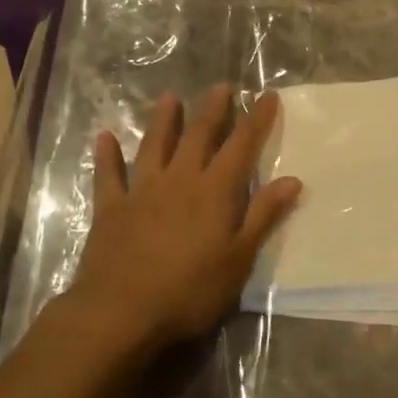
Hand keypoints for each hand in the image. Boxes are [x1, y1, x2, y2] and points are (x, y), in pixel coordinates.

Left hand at [66, 86, 301, 355]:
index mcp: (214, 191)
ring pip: (154, 145)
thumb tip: (293, 179)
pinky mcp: (111, 208)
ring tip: (169, 98)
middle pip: (198, 135)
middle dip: (213, 109)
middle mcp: (179, 179)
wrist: (121, 311)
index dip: (256, 119)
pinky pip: (108, 175)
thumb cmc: (189, 291)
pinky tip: (103, 137)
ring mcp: (142, 190)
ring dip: (163, 120)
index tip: (267, 95)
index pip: (241, 146)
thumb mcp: (239, 259)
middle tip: (221, 86)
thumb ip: (263, 216)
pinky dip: (106, 155)